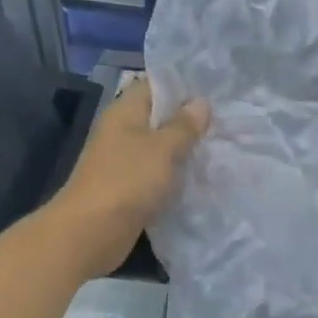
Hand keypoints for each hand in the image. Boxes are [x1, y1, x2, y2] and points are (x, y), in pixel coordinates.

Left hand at [52, 76, 208, 277]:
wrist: (90, 233)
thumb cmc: (127, 180)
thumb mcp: (163, 148)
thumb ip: (184, 125)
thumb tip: (201, 102)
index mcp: (125, 111)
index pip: (156, 85)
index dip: (185, 85)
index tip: (216, 91)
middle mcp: (123, 131)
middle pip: (160, 116)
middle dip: (190, 120)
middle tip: (227, 121)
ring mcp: (123, 161)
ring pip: (161, 147)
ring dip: (185, 149)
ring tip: (221, 147)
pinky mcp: (128, 188)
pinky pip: (157, 173)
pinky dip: (175, 174)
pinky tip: (202, 177)